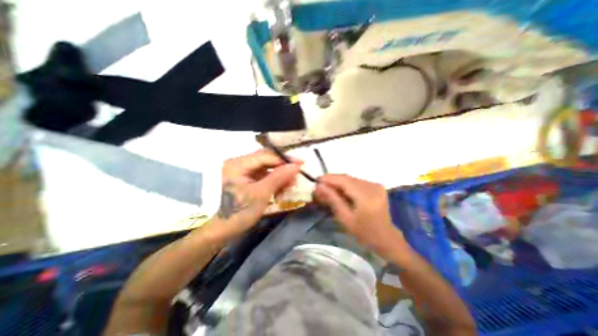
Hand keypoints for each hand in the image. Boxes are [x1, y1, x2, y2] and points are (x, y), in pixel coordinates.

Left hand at [212, 149, 300, 235]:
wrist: (222, 231)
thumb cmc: (239, 212)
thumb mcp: (261, 194)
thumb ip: (278, 177)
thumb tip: (296, 166)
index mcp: (238, 164)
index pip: (266, 155)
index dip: (284, 159)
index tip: (301, 163)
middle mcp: (240, 163)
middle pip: (266, 159)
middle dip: (283, 167)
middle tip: (297, 174)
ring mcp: (243, 172)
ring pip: (267, 168)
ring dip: (280, 175)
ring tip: (291, 184)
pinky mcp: (247, 179)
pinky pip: (264, 176)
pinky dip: (274, 181)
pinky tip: (282, 188)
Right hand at [315, 175, 408, 256]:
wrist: (386, 238)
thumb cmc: (364, 233)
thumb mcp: (345, 218)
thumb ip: (333, 199)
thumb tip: (319, 186)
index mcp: (366, 196)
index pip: (344, 180)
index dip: (329, 178)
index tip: (316, 181)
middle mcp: (372, 186)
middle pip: (347, 178)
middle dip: (332, 180)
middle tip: (320, 186)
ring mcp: (375, 185)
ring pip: (351, 179)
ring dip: (338, 182)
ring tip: (328, 189)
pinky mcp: (376, 186)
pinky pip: (357, 182)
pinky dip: (346, 185)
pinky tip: (340, 191)